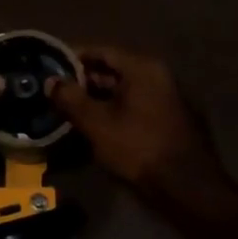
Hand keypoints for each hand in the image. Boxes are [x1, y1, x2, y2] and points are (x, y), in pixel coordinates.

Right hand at [47, 46, 231, 201]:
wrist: (186, 187)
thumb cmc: (138, 147)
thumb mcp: (97, 123)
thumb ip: (70, 98)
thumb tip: (51, 81)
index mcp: (143, 68)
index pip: (101, 51)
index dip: (74, 57)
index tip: (51, 66)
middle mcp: (158, 76)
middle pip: (113, 70)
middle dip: (84, 80)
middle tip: (57, 91)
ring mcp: (166, 98)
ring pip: (123, 90)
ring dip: (97, 97)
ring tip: (70, 108)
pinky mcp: (168, 119)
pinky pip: (134, 105)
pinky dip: (114, 110)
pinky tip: (95, 124)